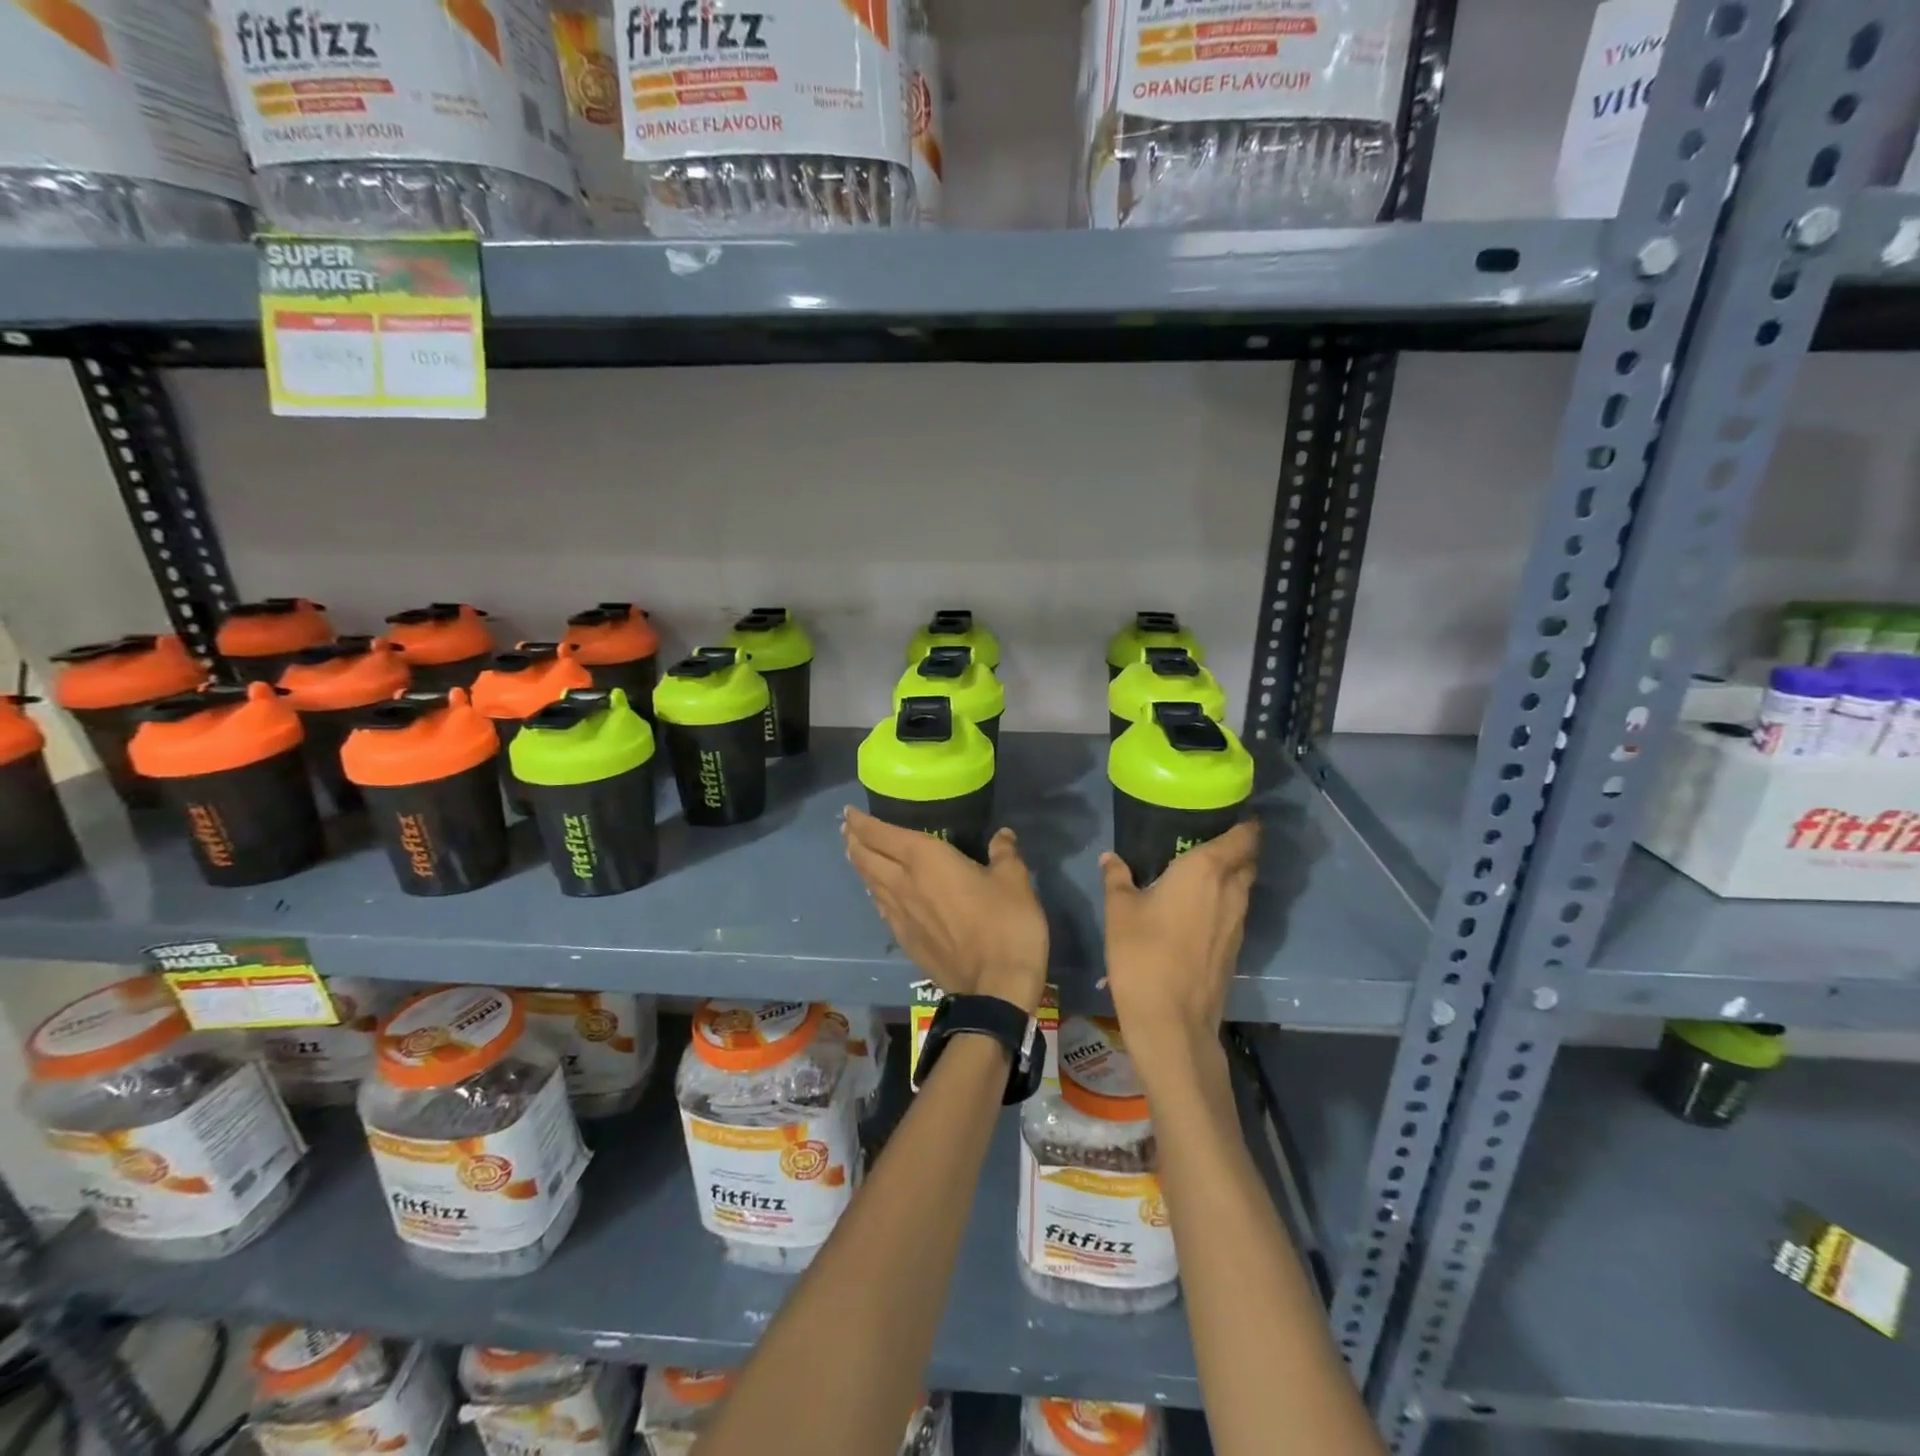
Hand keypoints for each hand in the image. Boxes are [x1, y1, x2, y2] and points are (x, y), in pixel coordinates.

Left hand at [843, 808, 1048, 1013]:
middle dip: (854, 840)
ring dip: (861, 865)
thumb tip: (1002, 836)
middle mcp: (904, 884)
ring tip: (857, 854)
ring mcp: (901, 916)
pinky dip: (875, 892)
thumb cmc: (1005, 925)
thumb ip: (1004, 853)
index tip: (849, 812)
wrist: (995, 989)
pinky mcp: (906, 941)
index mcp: (926, 860)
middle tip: (848, 829)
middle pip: (867, 858)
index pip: (882, 835)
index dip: (862, 822)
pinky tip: (879, 894)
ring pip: (870, 883)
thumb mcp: (1014, 881)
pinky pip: (882, 907)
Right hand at [1101, 821, 1259, 1059]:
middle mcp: (1231, 891)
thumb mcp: (1119, 911)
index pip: (1243, 837)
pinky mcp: (1235, 949)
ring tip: (1200, 871)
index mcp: (1206, 871)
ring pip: (1243, 888)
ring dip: (1231, 875)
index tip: (1230, 812)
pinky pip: (1235, 911)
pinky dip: (1224, 901)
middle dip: (1237, 847)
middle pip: (1248, 860)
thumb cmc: (1142, 953)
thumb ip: (1117, 877)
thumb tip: (1110, 857)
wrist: (1171, 1021)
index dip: (1244, 823)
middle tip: (1208, 838)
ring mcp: (1238, 923)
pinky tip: (1197, 908)